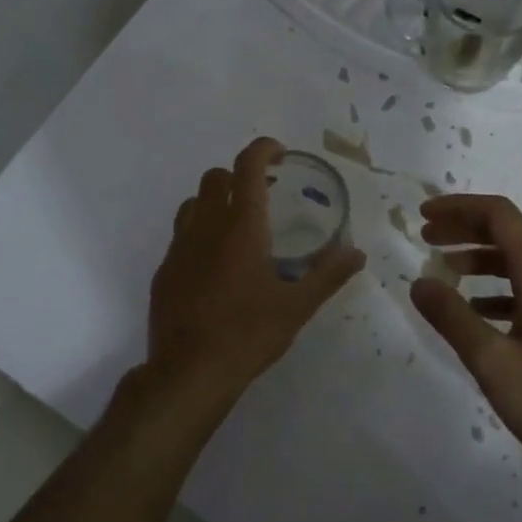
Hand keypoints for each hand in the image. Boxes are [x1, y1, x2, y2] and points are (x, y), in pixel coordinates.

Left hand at [145, 138, 367, 415]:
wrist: (188, 372)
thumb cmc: (248, 334)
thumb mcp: (297, 307)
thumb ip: (328, 275)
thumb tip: (356, 253)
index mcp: (242, 226)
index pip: (248, 166)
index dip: (263, 149)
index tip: (280, 154)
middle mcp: (206, 226)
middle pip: (216, 177)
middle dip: (238, 176)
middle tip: (262, 197)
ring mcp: (179, 247)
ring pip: (193, 204)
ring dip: (214, 203)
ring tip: (236, 229)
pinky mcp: (164, 270)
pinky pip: (180, 236)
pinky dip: (199, 235)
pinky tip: (214, 267)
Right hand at [410, 195, 521, 501]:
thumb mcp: (494, 363)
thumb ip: (453, 318)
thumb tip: (418, 282)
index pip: (499, 215)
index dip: (459, 208)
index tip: (422, 215)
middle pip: (509, 233)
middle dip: (465, 228)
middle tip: (426, 237)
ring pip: (520, 262)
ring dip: (480, 259)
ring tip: (444, 272)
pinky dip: (497, 289)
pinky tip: (476, 313)